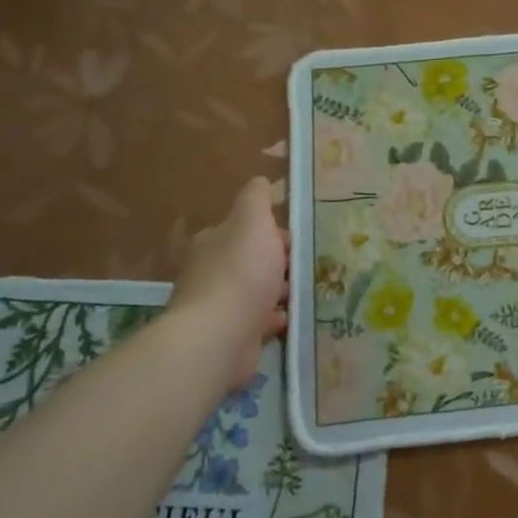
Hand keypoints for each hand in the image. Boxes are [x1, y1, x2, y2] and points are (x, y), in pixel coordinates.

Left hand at [170, 177, 289, 389]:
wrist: (219, 337)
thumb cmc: (240, 273)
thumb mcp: (252, 222)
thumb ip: (256, 199)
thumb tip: (259, 180)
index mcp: (213, 242)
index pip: (244, 230)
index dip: (272, 232)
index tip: (298, 240)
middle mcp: (210, 272)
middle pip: (250, 260)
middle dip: (277, 263)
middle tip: (307, 267)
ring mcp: (218, 306)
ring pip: (255, 292)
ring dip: (278, 291)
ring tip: (306, 292)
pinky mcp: (229, 336)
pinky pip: (257, 322)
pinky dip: (273, 318)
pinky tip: (291, 318)